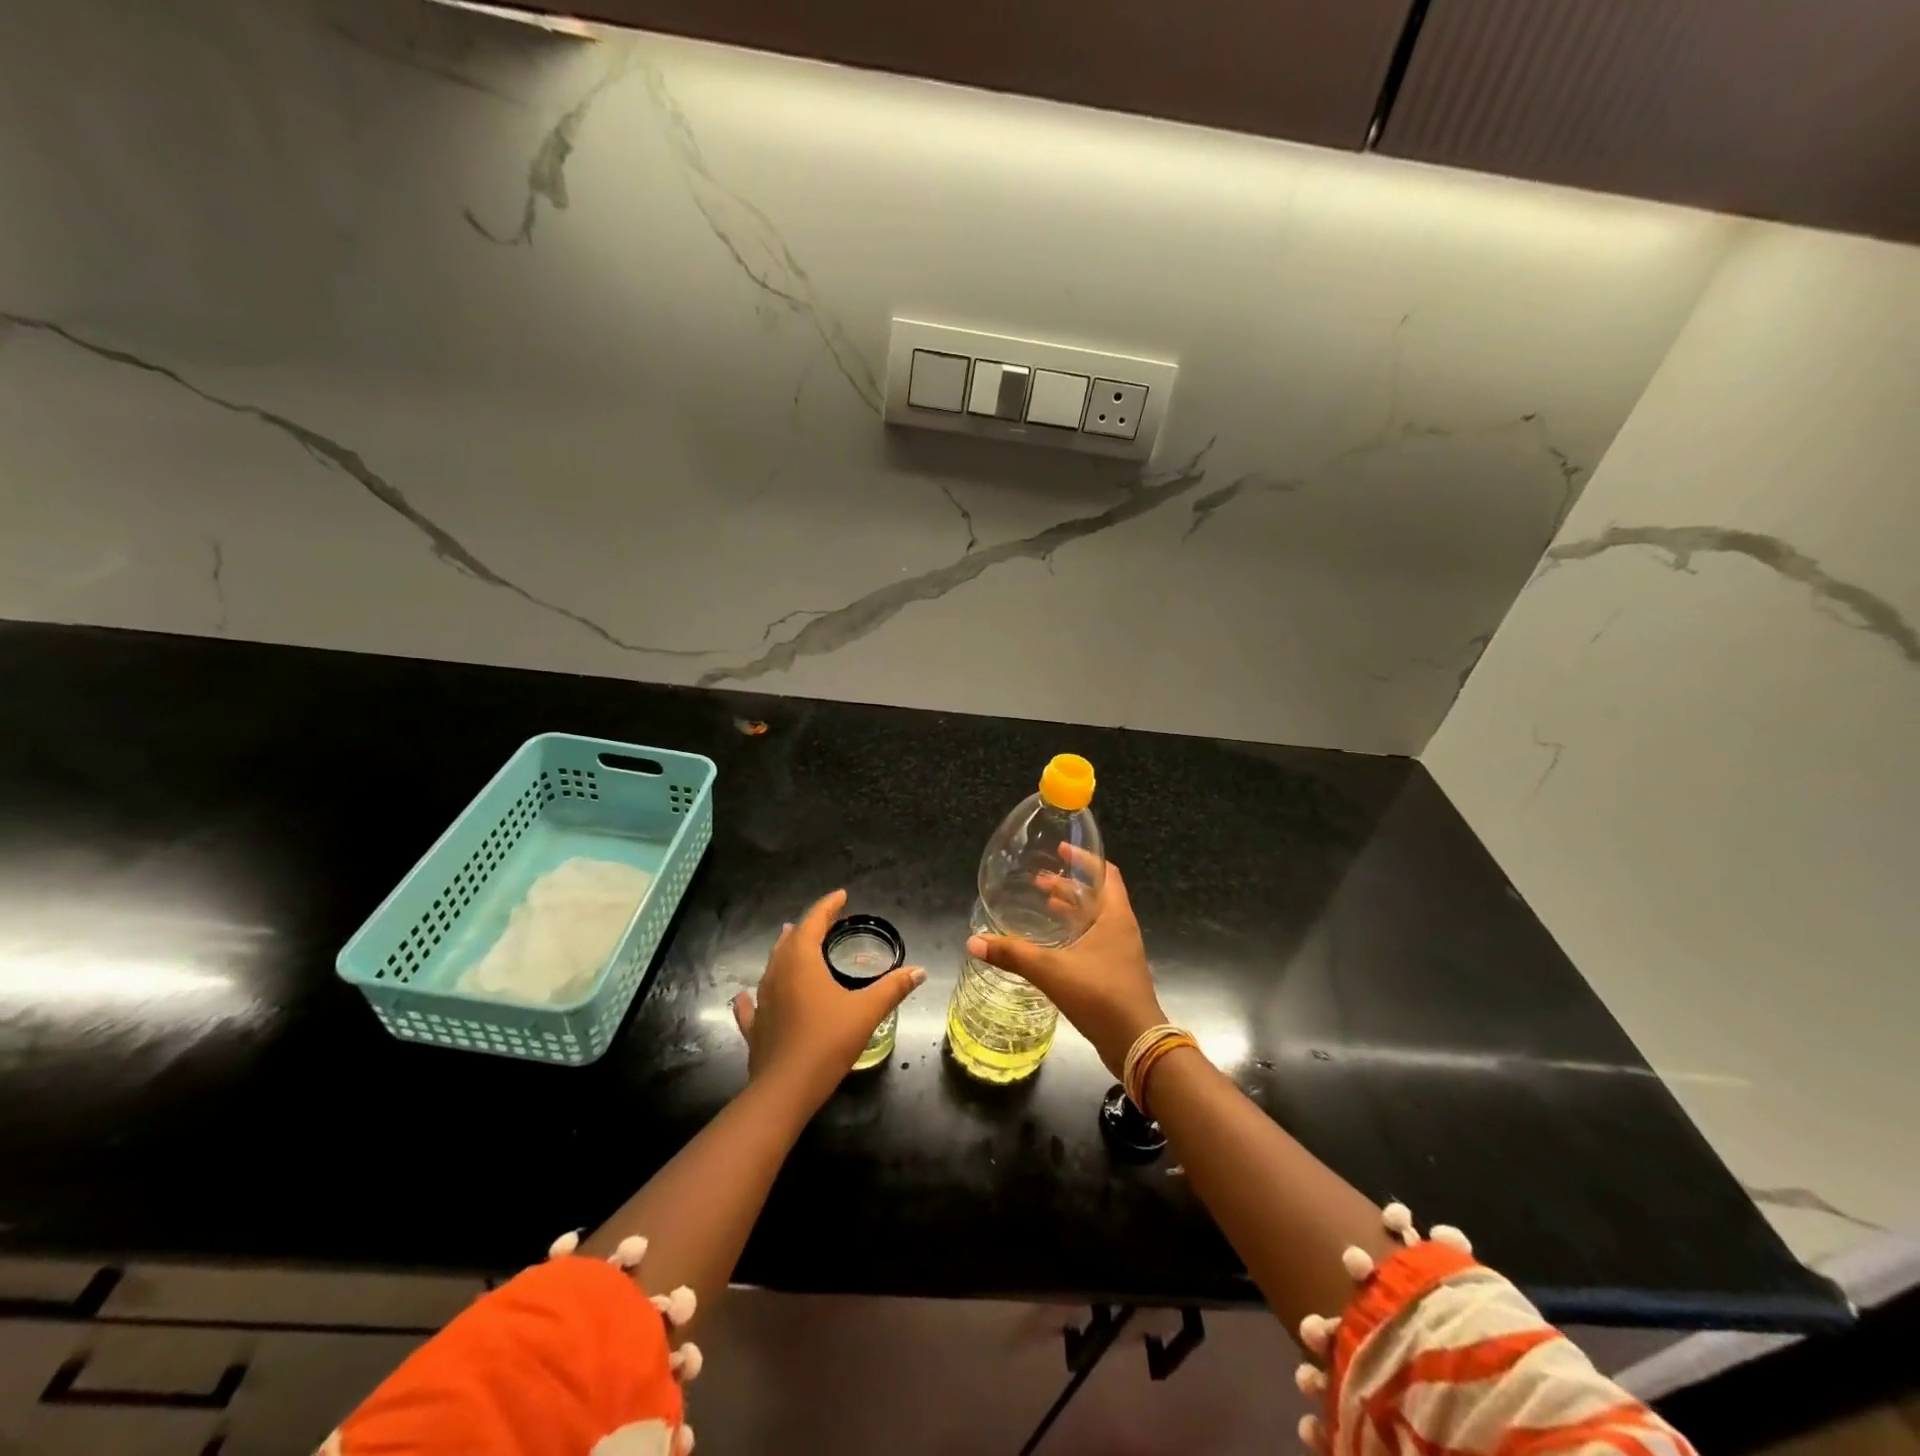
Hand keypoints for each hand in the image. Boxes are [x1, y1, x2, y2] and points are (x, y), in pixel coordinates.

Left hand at [731, 889, 925, 1109]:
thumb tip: (919, 971)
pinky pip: (752, 1003)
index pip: (814, 921)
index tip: (841, 895)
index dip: (828, 906)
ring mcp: (762, 1000)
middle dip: (809, 926)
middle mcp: (778, 972)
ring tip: (795, 943)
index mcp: (802, 961)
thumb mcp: (866, 1012)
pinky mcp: (754, 1026)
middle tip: (827, 922)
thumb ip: (892, 988)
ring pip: (772, 965)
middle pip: (791, 940)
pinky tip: (747, 996)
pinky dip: (754, 995)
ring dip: (786, 952)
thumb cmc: (827, 1041)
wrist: (785, 1090)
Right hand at [967, 860, 1164, 1078]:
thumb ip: (1013, 954)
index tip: (1061, 848)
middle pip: (1097, 894)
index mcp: (1114, 915)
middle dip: (1069, 884)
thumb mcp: (1052, 971)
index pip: (1106, 872)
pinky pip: (1094, 940)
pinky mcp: (1116, 972)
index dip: (1084, 858)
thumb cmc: (1100, 995)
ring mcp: (1121, 951)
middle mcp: (1121, 928)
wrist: (1136, 1044)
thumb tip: (973, 941)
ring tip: (1043, 904)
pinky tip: (1052, 944)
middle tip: (1039, 880)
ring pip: (1095, 918)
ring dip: (1071, 909)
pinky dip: (1074, 932)